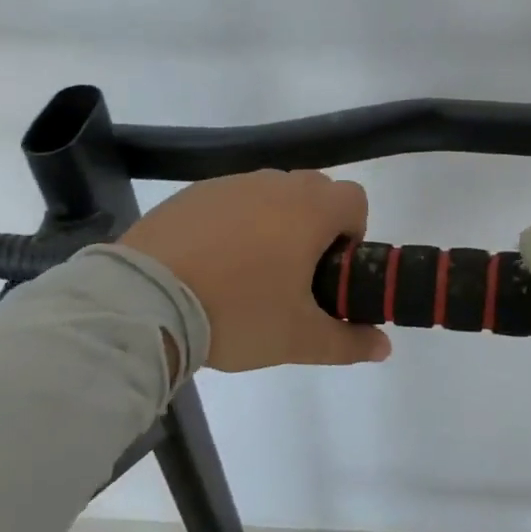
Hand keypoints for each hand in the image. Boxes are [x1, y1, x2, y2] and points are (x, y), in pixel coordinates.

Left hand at [119, 170, 392, 372]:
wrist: (145, 300)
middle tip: (293, 276)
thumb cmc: (238, 312)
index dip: (353, 234)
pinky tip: (209, 265)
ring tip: (246, 273)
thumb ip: (348, 342)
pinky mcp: (192, 194)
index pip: (355, 200)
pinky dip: (233, 224)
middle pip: (314, 192)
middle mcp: (275, 184)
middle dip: (315, 227)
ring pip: (270, 195)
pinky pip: (230, 201)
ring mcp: (230, 185)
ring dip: (273, 223)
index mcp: (310, 210)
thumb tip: (385, 347)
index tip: (329, 271)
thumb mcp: (298, 338)